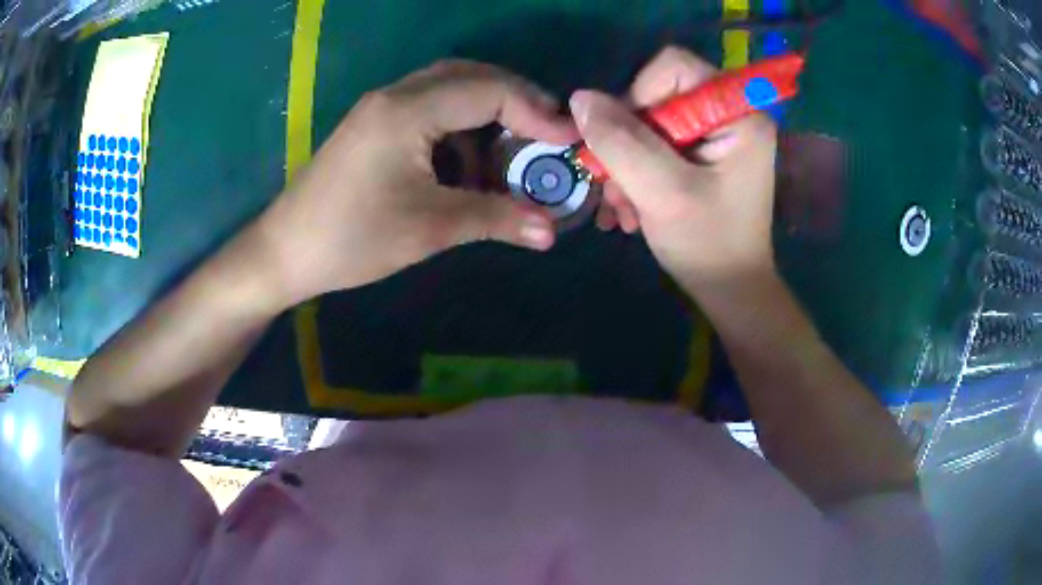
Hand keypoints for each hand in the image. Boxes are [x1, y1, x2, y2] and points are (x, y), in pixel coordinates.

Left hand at [257, 60, 578, 305]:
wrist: (284, 252)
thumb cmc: (351, 239)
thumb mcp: (429, 228)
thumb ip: (495, 218)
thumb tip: (549, 232)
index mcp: (407, 110)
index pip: (489, 89)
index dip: (536, 111)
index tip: (569, 141)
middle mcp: (396, 96)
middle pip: (471, 77)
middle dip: (517, 102)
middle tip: (548, 136)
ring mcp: (382, 108)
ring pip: (451, 91)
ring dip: (488, 117)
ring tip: (513, 156)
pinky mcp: (375, 126)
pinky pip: (430, 112)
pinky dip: (461, 132)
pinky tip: (470, 166)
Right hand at [570, 47, 777, 294]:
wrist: (731, 291)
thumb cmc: (709, 245)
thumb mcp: (663, 192)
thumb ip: (621, 142)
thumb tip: (581, 98)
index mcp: (737, 113)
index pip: (673, 67)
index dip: (639, 95)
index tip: (628, 143)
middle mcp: (729, 114)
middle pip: (656, 96)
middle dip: (627, 142)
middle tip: (615, 187)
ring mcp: (715, 135)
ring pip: (649, 123)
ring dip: (625, 164)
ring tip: (622, 209)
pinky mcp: (702, 155)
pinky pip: (655, 145)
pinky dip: (636, 174)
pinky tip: (631, 210)